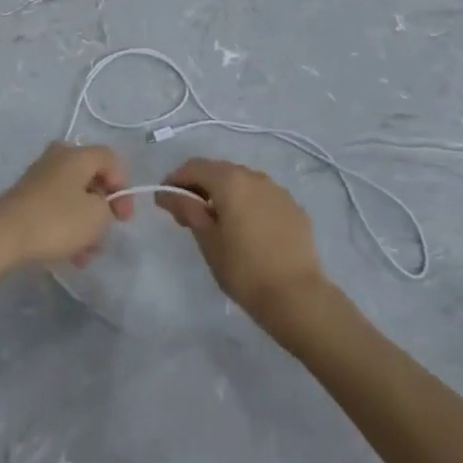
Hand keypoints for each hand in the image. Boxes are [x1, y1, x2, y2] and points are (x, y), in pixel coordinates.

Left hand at [0, 142, 133, 272]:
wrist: (0, 237)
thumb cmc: (55, 221)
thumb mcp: (97, 216)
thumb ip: (109, 206)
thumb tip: (99, 205)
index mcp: (77, 154)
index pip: (111, 160)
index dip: (124, 187)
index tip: (123, 218)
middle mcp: (57, 158)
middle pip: (91, 179)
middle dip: (102, 209)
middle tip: (105, 233)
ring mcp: (38, 178)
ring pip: (73, 198)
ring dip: (84, 224)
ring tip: (85, 255)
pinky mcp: (24, 199)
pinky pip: (55, 209)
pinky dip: (66, 228)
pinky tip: (68, 255)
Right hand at [156, 159, 327, 326]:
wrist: (297, 296)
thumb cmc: (244, 269)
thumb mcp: (208, 241)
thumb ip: (188, 210)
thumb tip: (167, 193)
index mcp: (231, 180)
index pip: (195, 167)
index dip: (175, 179)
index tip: (165, 201)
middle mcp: (256, 177)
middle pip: (220, 171)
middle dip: (200, 187)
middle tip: (187, 215)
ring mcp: (278, 191)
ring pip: (243, 183)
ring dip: (225, 195)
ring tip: (218, 223)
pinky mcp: (294, 208)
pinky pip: (263, 198)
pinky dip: (248, 205)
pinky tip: (247, 231)